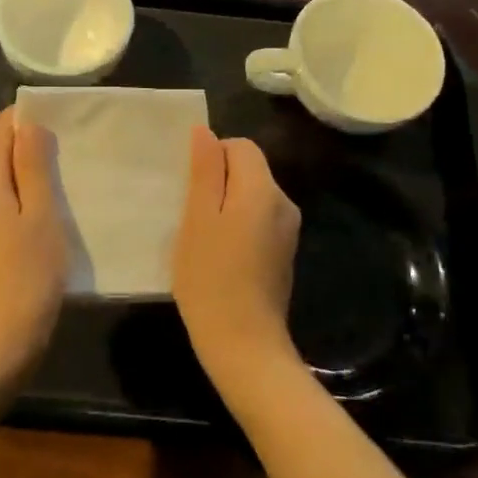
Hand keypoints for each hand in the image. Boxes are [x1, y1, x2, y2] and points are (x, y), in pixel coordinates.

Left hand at [0, 107, 66, 389]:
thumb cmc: (26, 277)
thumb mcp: (41, 217)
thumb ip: (32, 167)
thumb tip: (27, 126)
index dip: (18, 118)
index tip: (52, 115)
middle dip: (23, 148)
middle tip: (65, 148)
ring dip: (21, 178)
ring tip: (59, 182)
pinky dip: (15, 204)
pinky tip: (40, 220)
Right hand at [171, 127, 301, 389]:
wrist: (244, 346)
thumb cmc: (211, 277)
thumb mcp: (198, 219)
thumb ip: (204, 171)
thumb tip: (205, 131)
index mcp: (264, 189)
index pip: (241, 146)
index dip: (212, 158)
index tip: (190, 189)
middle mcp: (284, 203)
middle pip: (249, 170)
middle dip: (218, 182)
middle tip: (190, 215)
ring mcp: (288, 231)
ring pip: (252, 197)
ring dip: (226, 206)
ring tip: (201, 237)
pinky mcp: (284, 254)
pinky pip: (258, 221)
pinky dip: (237, 226)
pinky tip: (219, 256)